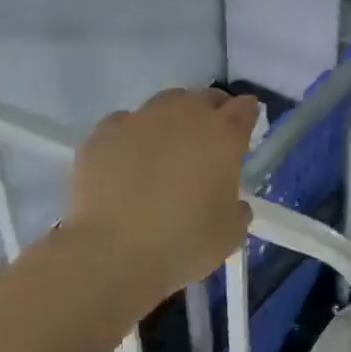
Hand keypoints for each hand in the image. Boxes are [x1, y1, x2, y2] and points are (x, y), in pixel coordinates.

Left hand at [65, 88, 259, 298]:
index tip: (243, 134)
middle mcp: (184, 116)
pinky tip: (128, 159)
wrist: (111, 253)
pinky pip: (124, 123)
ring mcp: (140, 120)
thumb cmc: (183, 243)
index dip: (247, 117)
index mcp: (223, 135)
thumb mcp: (231, 233)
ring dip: (173, 118)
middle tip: (208, 142)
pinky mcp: (103, 134)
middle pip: (205, 97)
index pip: (245, 107)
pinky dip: (132, 135)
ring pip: (164, 103)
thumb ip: (238, 208)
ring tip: (166, 147)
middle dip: (212, 113)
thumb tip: (232, 203)